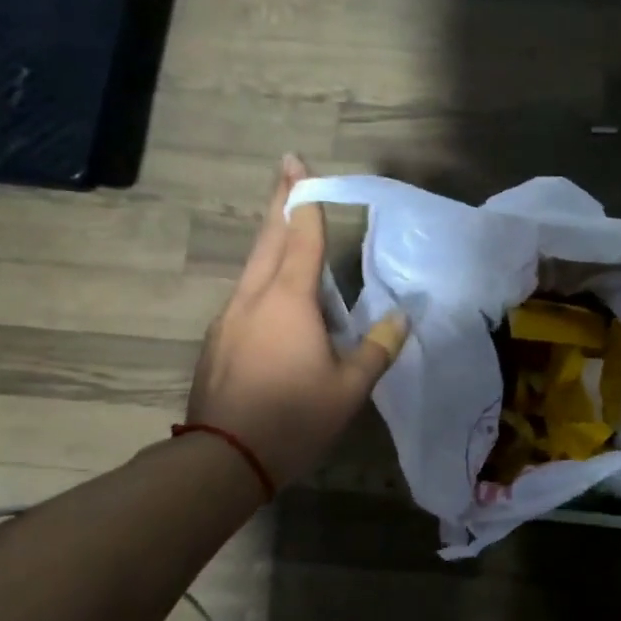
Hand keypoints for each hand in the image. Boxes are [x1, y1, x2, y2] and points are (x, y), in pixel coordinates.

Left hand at [186, 156, 407, 486]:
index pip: (301, 236)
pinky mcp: (218, 340)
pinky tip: (275, 298)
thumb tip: (402, 318)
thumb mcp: (349, 388)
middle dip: (280, 202)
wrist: (224, 458)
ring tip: (288, 229)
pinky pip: (246, 296)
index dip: (304, 199)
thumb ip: (378, 348)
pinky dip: (264, 280)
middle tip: (287, 169)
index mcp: (289, 300)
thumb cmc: (294, 417)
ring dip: (272, 241)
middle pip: (268, 239)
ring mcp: (229, 318)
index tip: (298, 163)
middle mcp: (254, 297)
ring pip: (253, 267)